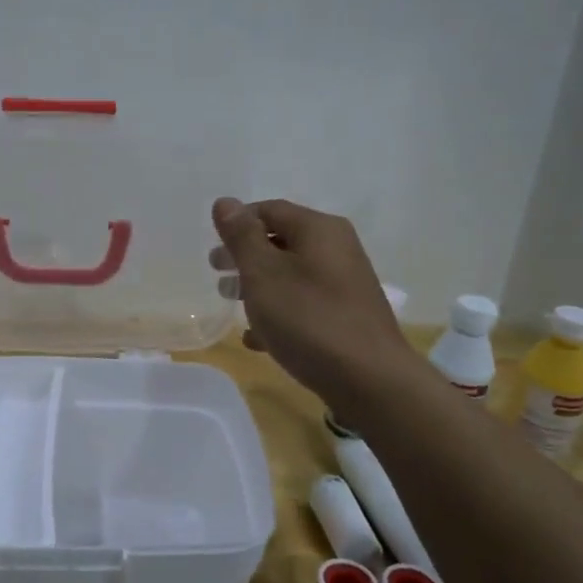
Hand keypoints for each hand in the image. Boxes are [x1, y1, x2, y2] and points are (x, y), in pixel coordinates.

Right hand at [209, 197, 414, 411]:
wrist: (370, 380)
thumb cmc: (308, 318)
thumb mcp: (263, 273)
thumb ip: (241, 237)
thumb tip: (225, 202)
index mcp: (319, 229)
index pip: (270, 210)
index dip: (237, 223)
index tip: (212, 245)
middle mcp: (337, 249)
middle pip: (281, 242)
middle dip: (245, 256)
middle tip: (217, 274)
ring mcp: (344, 285)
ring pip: (291, 275)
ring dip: (258, 286)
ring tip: (231, 303)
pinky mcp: (346, 317)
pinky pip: (304, 305)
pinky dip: (279, 313)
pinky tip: (256, 339)